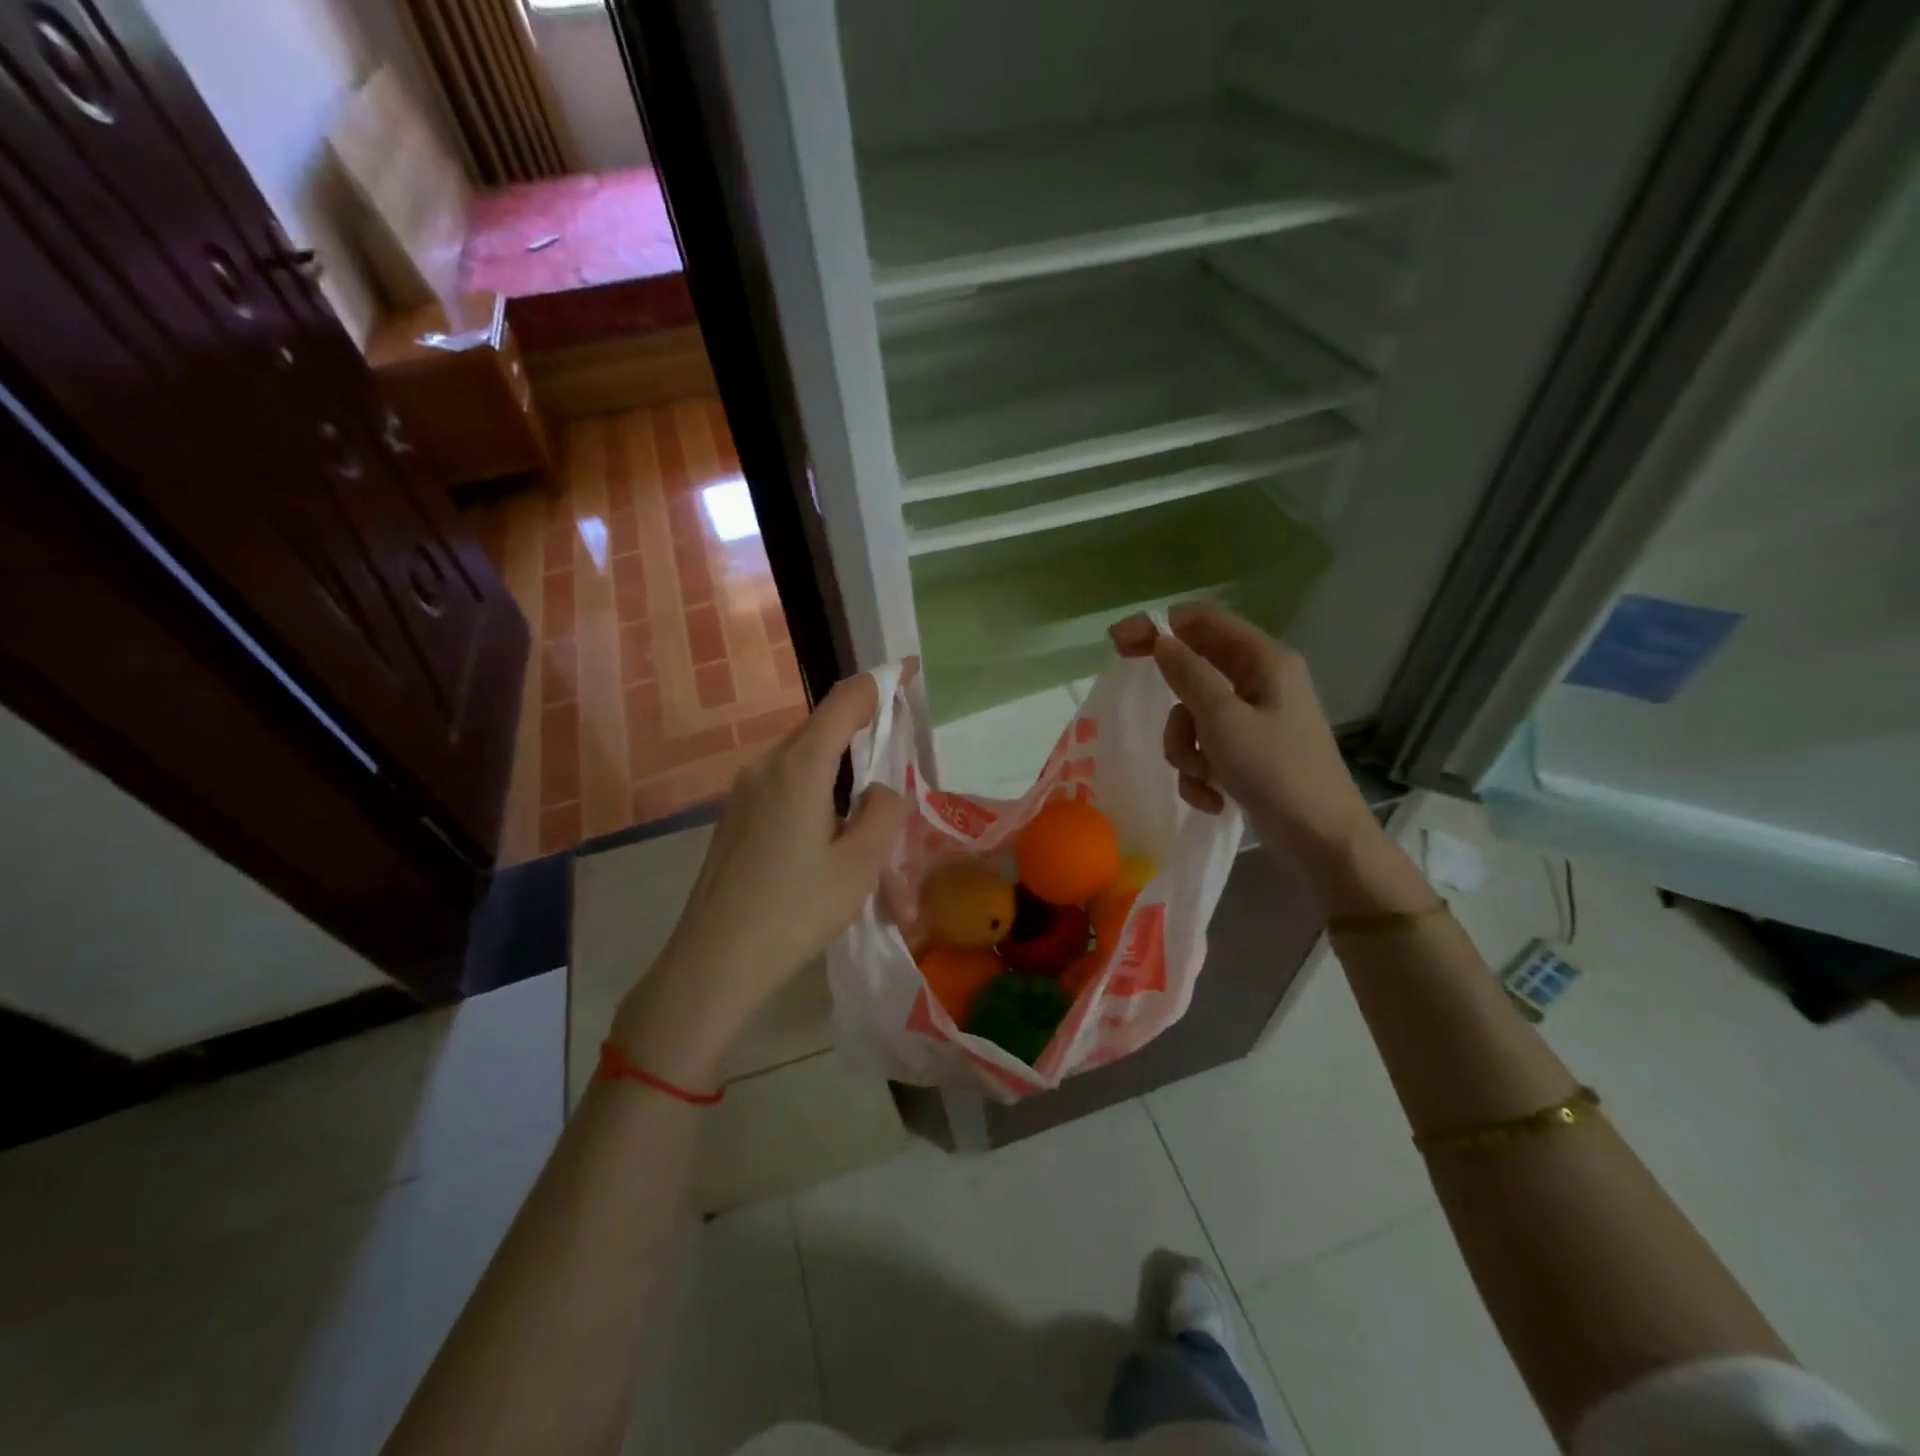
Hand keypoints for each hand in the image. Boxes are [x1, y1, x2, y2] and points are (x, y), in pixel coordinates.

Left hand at [611, 673, 907, 1087]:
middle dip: (868, 755)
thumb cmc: (794, 911)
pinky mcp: (736, 819)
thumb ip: (883, 812)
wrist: (713, 963)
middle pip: (826, 736)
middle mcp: (766, 767)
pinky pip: (787, 797)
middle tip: (899, 788)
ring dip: (846, 801)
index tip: (908, 674)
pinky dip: (820, 814)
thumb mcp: (860, 865)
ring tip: (874, 859)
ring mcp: (744, 793)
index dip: (879, 684)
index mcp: (799, 767)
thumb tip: (880, 790)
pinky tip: (833, 860)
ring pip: (809, 774)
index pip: (844, 702)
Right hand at [1110, 603, 1375, 881]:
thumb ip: (1187, 674)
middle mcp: (1261, 681)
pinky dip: (1201, 771)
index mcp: (1263, 660)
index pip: (1203, 621)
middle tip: (1133, 700)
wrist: (1320, 839)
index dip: (1159, 625)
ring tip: (1200, 775)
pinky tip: (1213, 797)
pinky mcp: (1250, 751)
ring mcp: (1255, 718)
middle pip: (1196, 669)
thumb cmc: (1274, 771)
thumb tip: (1160, 639)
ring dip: (1185, 747)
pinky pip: (1207, 747)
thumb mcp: (1222, 719)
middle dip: (1172, 698)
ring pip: (1195, 715)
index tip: (1119, 641)